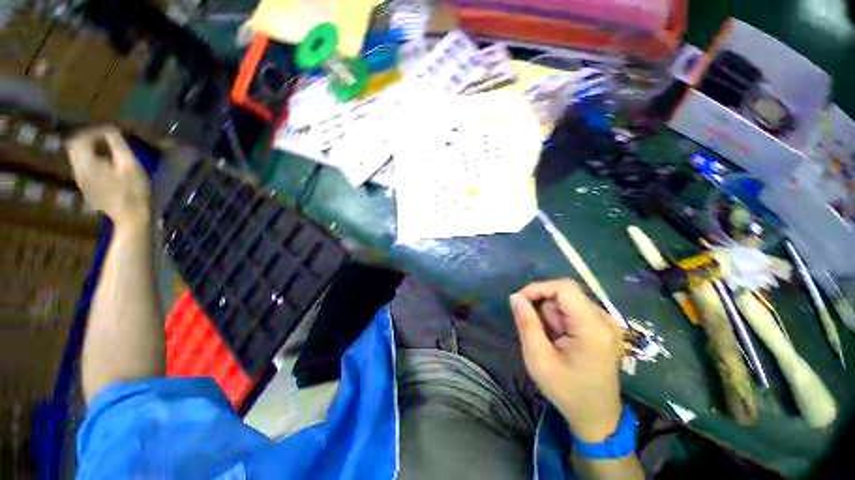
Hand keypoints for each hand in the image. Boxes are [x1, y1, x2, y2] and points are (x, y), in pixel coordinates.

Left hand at [66, 127, 150, 225]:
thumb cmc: (134, 190)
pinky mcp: (86, 188)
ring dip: (89, 149)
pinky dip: (90, 160)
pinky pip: (82, 168)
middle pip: (74, 146)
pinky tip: (105, 164)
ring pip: (77, 157)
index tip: (111, 131)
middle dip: (88, 138)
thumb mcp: (130, 165)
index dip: (94, 131)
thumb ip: (118, 145)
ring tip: (107, 150)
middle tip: (106, 138)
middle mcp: (78, 170)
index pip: (80, 137)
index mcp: (87, 162)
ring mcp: (81, 180)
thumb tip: (110, 130)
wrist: (131, 216)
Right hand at [510, 279, 623, 441]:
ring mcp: (606, 322)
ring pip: (567, 301)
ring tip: (549, 339)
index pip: (563, 288)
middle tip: (535, 330)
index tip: (519, 302)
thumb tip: (515, 297)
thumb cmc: (567, 391)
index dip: (537, 289)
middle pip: (565, 293)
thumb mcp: (539, 359)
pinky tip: (558, 338)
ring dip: (550, 314)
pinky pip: (573, 309)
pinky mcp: (602, 327)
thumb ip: (527, 324)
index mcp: (593, 327)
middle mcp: (604, 319)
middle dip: (543, 306)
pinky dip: (559, 319)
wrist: (597, 417)